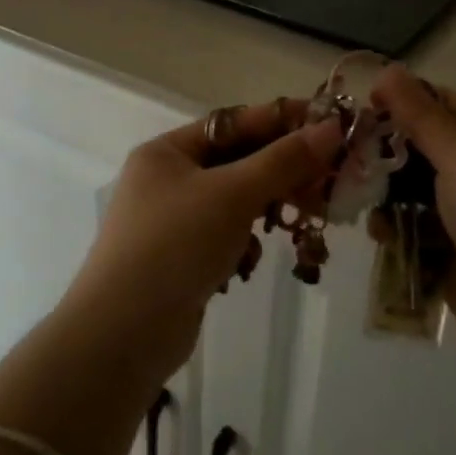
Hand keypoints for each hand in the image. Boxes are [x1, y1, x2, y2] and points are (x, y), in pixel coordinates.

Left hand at [64, 102, 343, 382]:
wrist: (123, 333)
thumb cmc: (175, 245)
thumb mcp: (232, 194)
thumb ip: (283, 161)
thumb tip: (332, 128)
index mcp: (168, 151)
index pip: (234, 123)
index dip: (283, 121)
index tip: (331, 124)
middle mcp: (167, 180)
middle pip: (237, 162)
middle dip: (282, 171)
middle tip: (331, 177)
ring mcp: (173, 222)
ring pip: (236, 201)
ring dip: (270, 207)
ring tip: (307, 217)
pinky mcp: (183, 259)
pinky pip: (226, 236)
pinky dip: (247, 242)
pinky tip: (256, 258)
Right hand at [372, 66, 455, 366]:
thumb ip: (422, 116)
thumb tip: (388, 69)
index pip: (444, 104)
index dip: (402, 100)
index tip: (360, 107)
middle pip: (423, 148)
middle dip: (387, 152)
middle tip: (349, 156)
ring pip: (413, 190)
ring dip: (386, 193)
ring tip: (360, 199)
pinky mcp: (452, 251)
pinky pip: (414, 228)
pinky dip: (395, 227)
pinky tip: (381, 234)